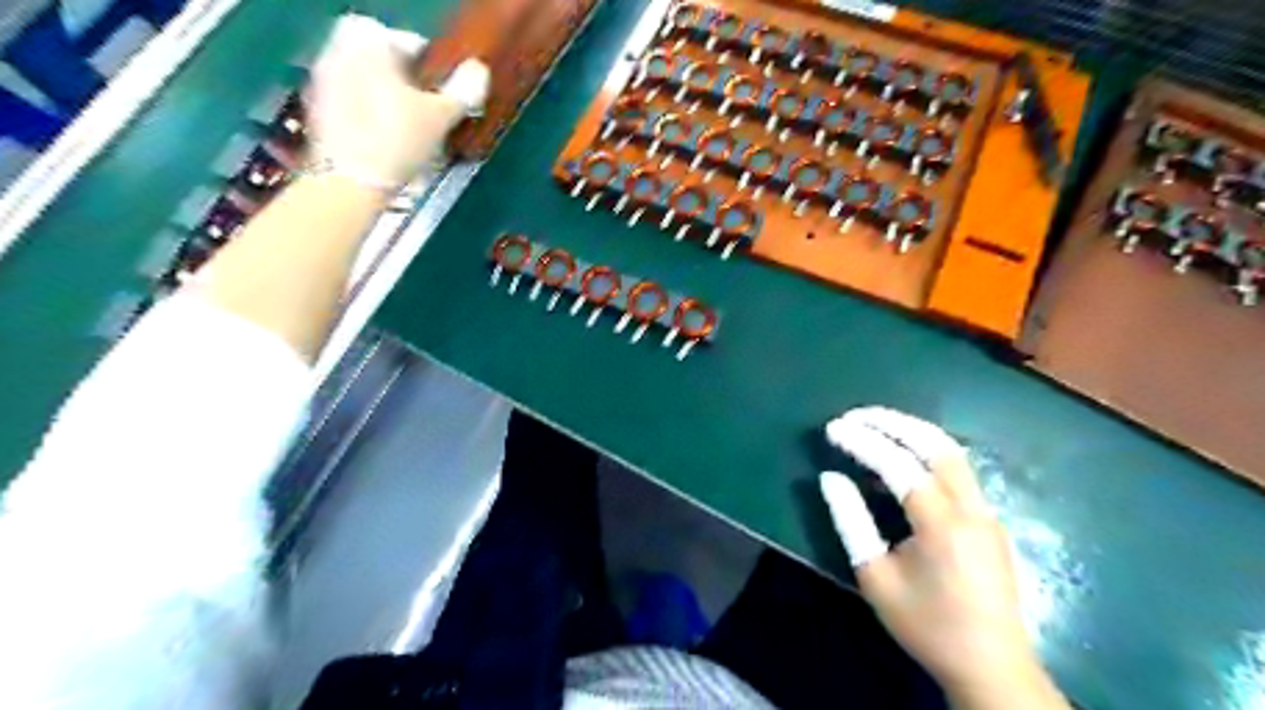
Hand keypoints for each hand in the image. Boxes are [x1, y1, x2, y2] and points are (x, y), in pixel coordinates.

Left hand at [305, 17, 486, 188]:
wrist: (351, 182)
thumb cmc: (398, 141)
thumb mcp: (441, 117)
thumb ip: (463, 91)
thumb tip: (478, 71)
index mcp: (368, 44)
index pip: (406, 42)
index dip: (431, 64)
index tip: (445, 89)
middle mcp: (340, 53)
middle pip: (382, 61)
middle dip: (407, 81)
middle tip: (430, 107)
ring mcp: (323, 83)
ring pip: (365, 82)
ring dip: (388, 98)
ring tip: (412, 128)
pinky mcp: (318, 113)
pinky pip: (351, 103)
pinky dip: (370, 115)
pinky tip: (389, 142)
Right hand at [826, 408, 1057, 706]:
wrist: (992, 667)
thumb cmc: (927, 624)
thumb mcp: (875, 577)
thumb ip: (851, 522)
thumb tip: (830, 478)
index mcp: (941, 523)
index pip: (897, 463)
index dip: (862, 441)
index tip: (833, 428)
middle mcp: (970, 507)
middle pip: (934, 444)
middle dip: (892, 421)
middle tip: (855, 415)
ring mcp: (986, 511)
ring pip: (952, 452)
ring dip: (913, 431)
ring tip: (877, 424)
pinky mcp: (990, 520)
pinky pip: (958, 470)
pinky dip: (927, 452)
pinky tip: (904, 459)